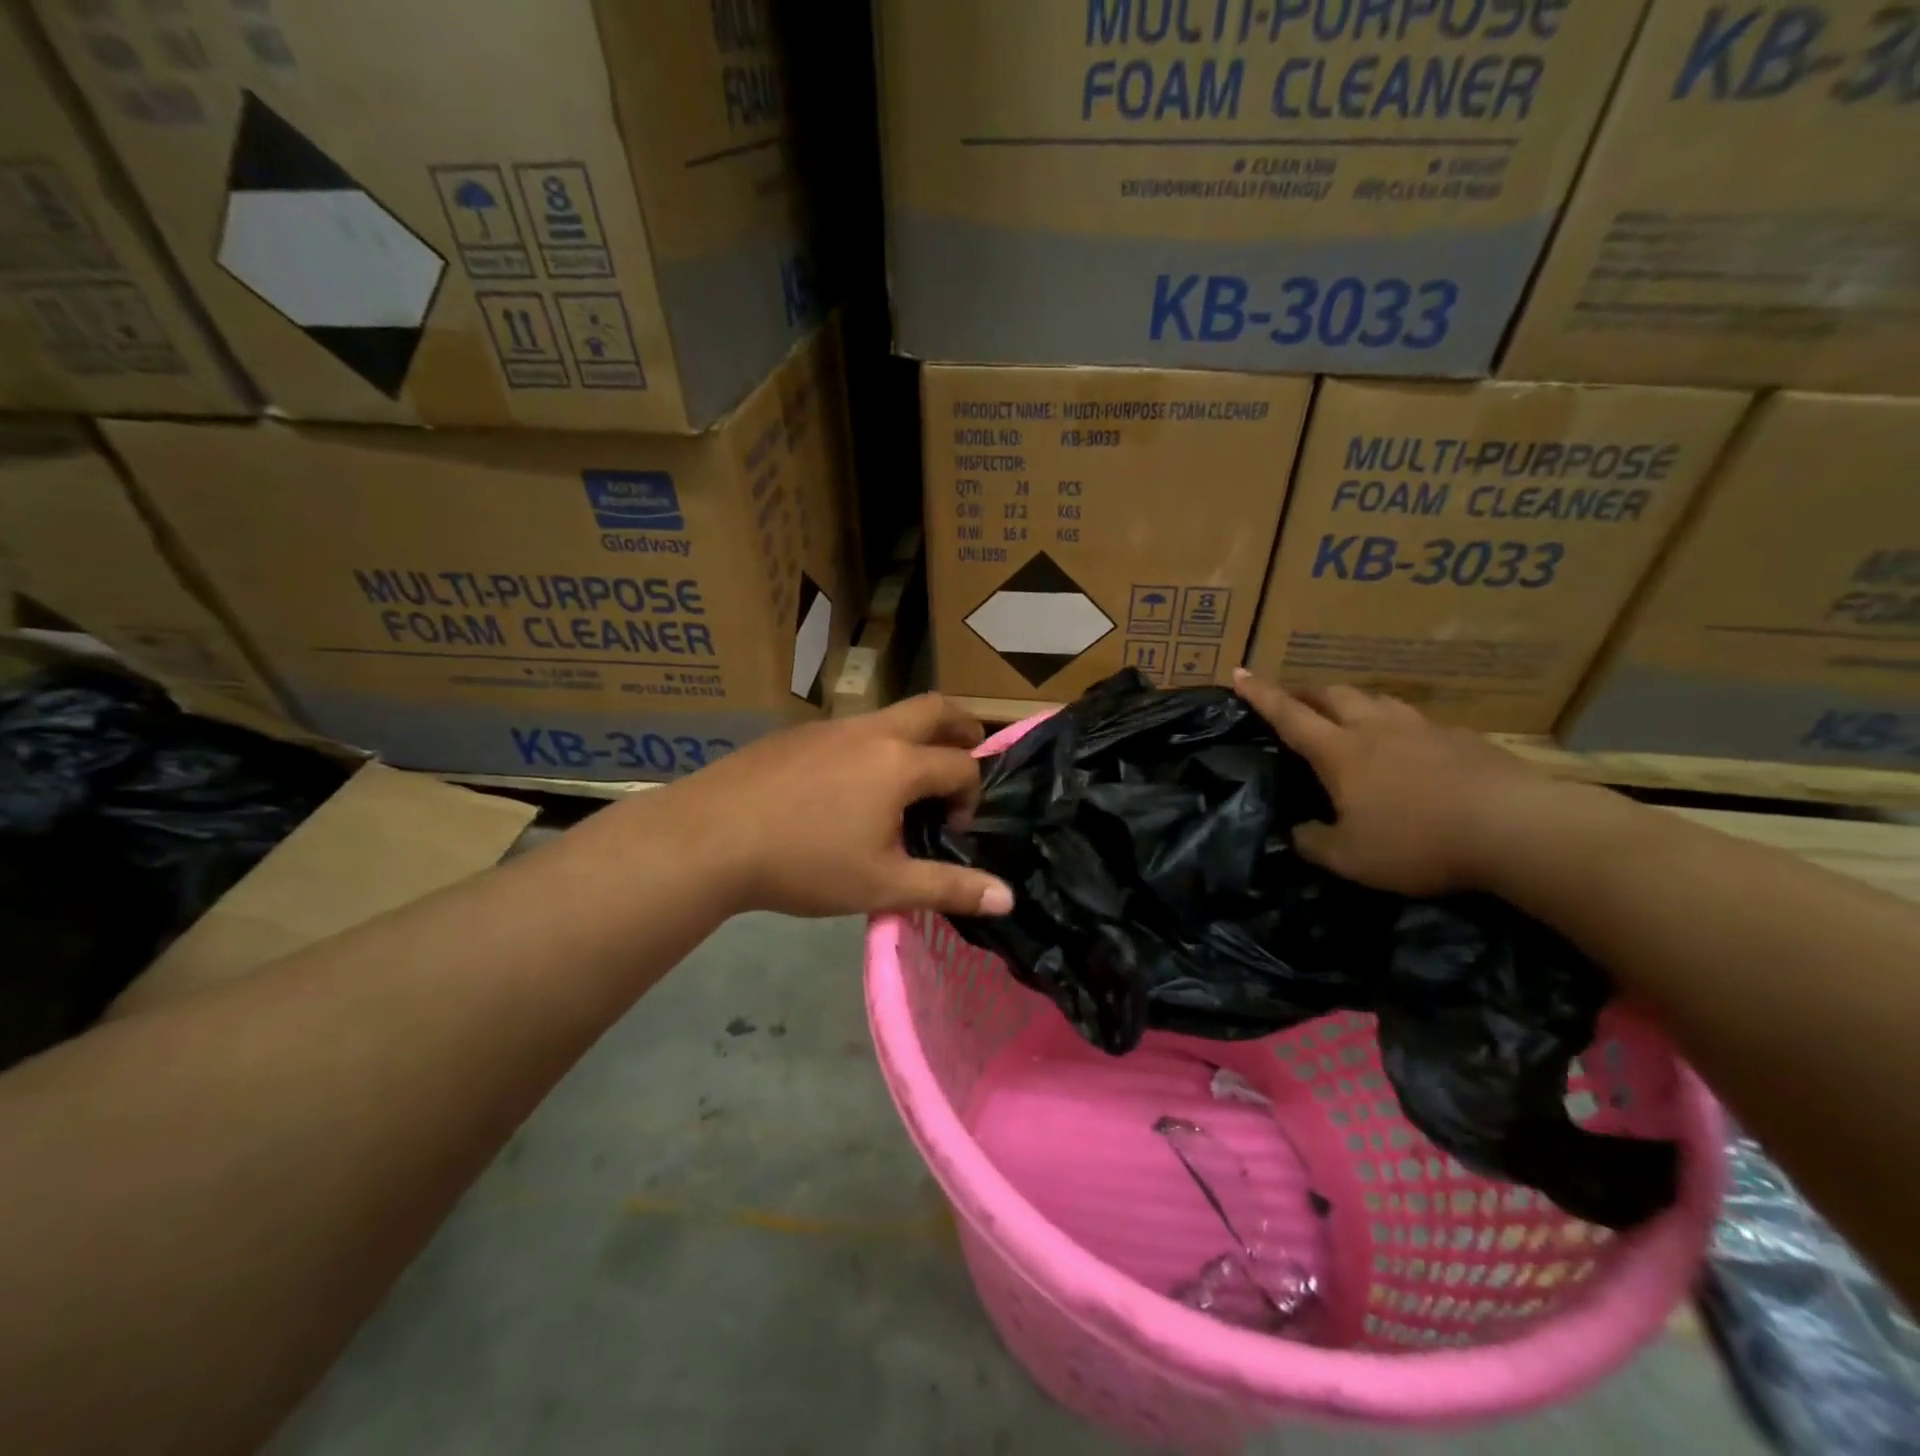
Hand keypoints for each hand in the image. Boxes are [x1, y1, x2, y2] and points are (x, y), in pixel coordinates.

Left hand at [667, 694, 1015, 919]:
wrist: (710, 837)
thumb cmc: (804, 862)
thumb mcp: (882, 885)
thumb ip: (948, 888)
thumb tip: (1008, 897)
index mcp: (900, 763)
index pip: (961, 766)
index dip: (970, 796)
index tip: (952, 830)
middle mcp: (873, 731)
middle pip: (936, 708)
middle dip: (963, 727)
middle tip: (969, 752)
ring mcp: (832, 726)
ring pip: (891, 715)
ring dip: (914, 737)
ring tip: (906, 780)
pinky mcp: (799, 733)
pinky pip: (852, 729)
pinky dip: (873, 745)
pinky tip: (846, 787)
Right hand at [1232, 669, 1563, 896]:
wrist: (1516, 828)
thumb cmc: (1418, 841)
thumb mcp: (1351, 858)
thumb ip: (1315, 843)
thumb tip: (1296, 832)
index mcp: (1341, 752)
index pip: (1289, 715)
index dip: (1261, 695)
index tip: (1239, 672)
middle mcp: (1376, 729)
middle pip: (1334, 695)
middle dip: (1307, 692)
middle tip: (1294, 698)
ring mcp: (1423, 729)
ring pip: (1377, 700)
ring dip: (1354, 701)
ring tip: (1348, 713)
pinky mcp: (1463, 738)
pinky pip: (1418, 721)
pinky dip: (1398, 724)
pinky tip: (1409, 744)